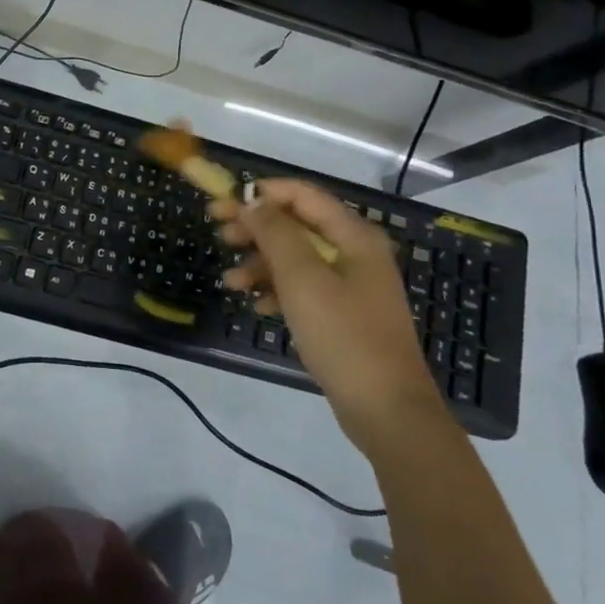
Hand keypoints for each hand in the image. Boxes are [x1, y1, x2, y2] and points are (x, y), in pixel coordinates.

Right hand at [211, 179, 450, 453]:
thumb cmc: (344, 336)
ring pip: (296, 259)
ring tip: (229, 282)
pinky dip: (277, 291)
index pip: (303, 195)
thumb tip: (253, 200)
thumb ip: (276, 234)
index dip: (262, 193)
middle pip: (297, 225)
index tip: (224, 202)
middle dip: (256, 228)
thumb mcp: (303, 279)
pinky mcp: (343, 314)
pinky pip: (303, 288)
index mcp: (354, 236)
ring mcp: (350, 285)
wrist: (386, 410)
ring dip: (260, 264)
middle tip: (219, 236)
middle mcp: (355, 252)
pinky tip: (256, 306)